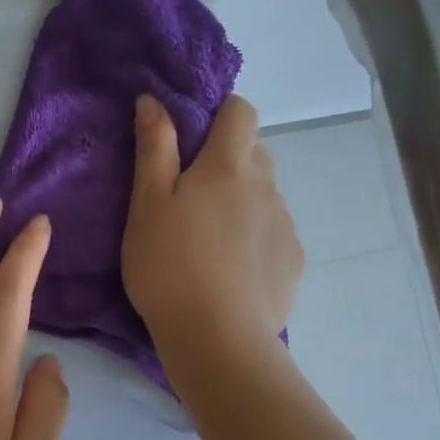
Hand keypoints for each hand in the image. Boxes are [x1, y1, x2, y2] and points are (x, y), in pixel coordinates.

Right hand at [122, 93, 303, 361]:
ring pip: (264, 194)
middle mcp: (267, 186)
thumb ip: (153, 149)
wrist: (218, 339)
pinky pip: (274, 232)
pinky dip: (255, 237)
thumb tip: (154, 100)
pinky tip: (232, 269)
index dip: (220, 112)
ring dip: (242, 200)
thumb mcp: (147, 205)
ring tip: (209, 239)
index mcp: (229, 166)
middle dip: (227, 159)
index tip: (192, 135)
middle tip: (190, 194)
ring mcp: (285, 224)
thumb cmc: (169, 267)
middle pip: (254, 152)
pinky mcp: (293, 261)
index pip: (241, 110)